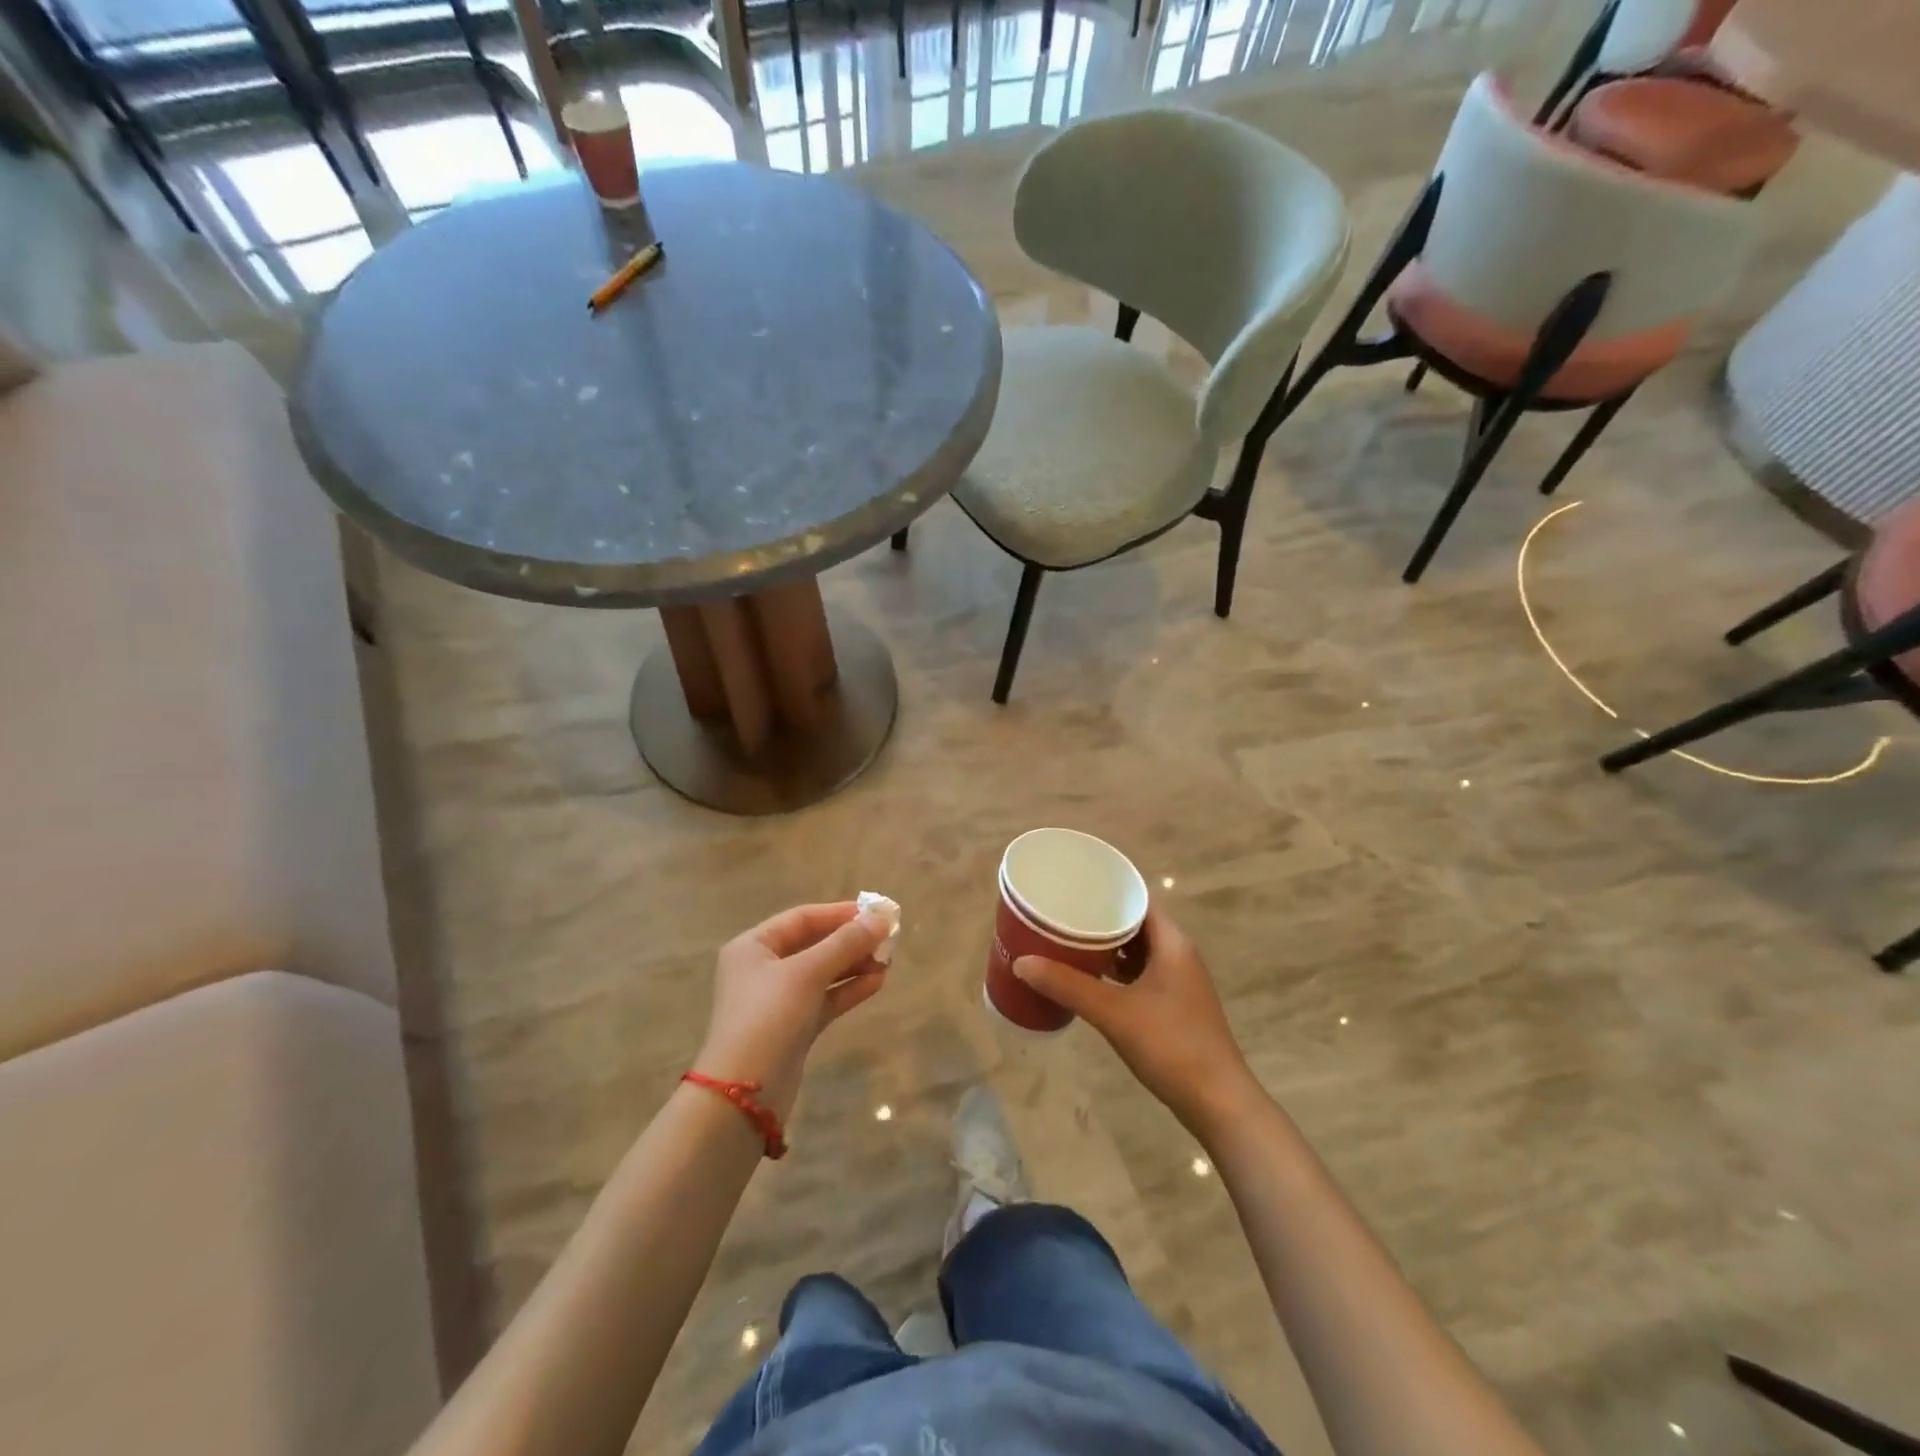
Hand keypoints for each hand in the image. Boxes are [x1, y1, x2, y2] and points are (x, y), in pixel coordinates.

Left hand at [695, 903, 889, 1122]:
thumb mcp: (807, 972)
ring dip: (854, 965)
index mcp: (753, 947)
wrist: (744, 1095)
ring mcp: (778, 1001)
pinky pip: (825, 999)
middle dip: (850, 941)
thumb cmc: (769, 1017)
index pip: (802, 918)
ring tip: (888, 962)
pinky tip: (877, 983)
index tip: (876, 914)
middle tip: (888, 939)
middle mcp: (763, 969)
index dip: (839, 913)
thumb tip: (881, 918)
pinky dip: (849, 990)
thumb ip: (845, 943)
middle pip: (813, 944)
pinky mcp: (793, 1028)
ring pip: (822, 973)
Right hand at [1013, 905, 1261, 1137]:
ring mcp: (1179, 982)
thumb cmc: (1170, 1045)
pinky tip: (1089, 981)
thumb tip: (1022, 963)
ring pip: (1137, 951)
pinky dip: (1116, 973)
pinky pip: (1140, 975)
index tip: (1072, 887)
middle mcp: (1179, 955)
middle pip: (1135, 924)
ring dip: (1107, 948)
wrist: (1217, 1103)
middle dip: (1099, 920)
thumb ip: (1067, 986)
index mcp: (1172, 943)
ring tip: (1067, 943)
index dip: (1107, 890)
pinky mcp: (1175, 1006)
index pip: (1138, 899)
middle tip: (1061, 916)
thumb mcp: (1113, 1013)